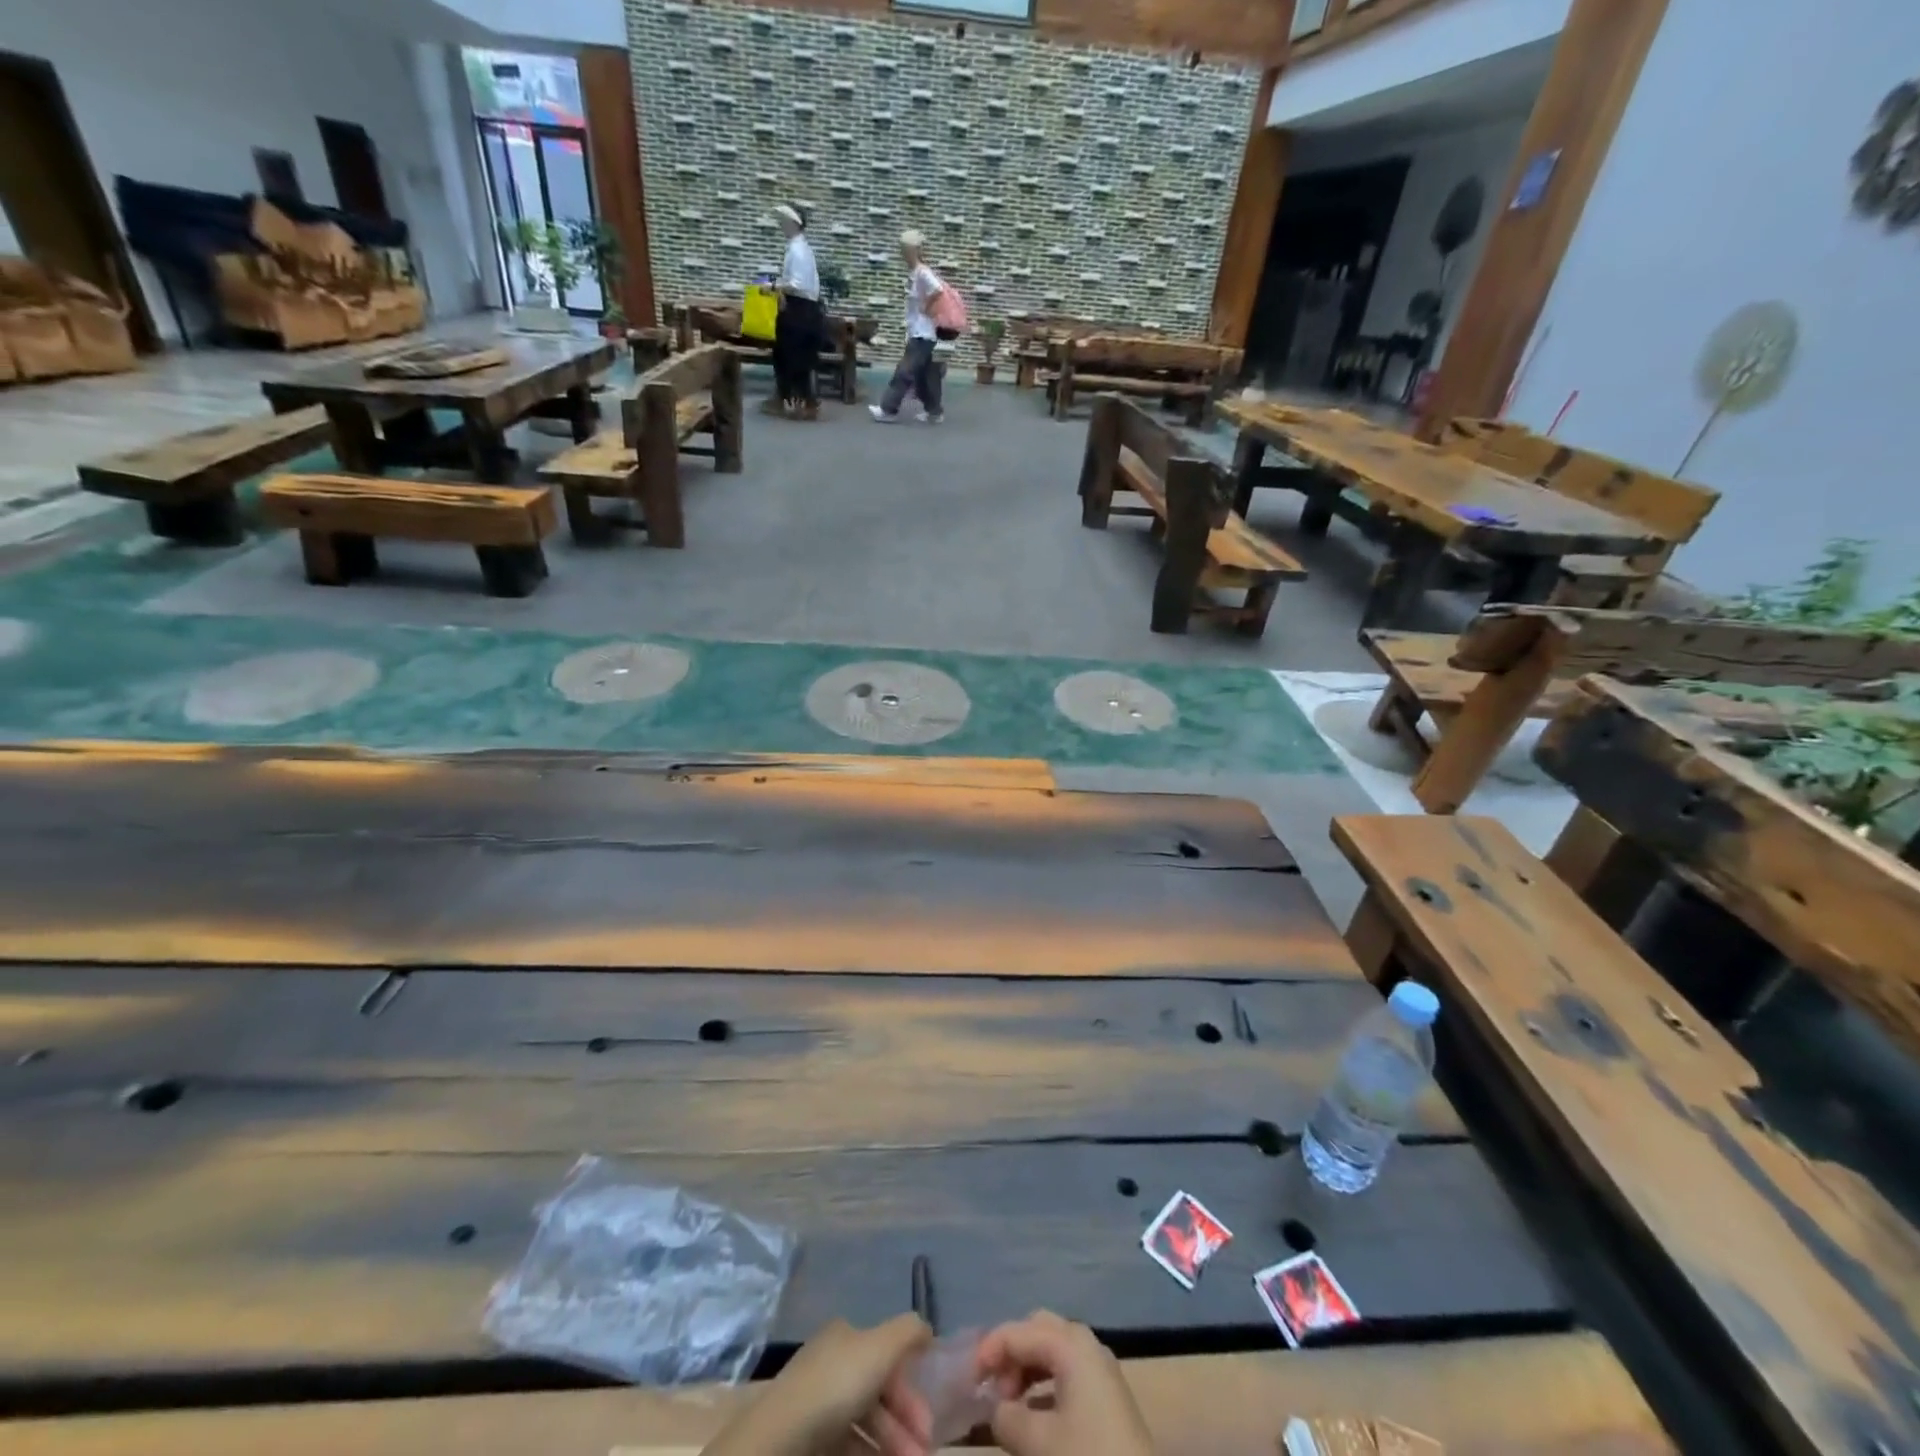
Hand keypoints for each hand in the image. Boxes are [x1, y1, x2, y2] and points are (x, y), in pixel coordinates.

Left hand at [700, 1314, 932, 1455]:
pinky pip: (846, 1447)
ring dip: (891, 1446)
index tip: (928, 1426)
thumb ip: (908, 1332)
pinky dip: (868, 1455)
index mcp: (844, 1337)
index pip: (885, 1357)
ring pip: (863, 1425)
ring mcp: (815, 1406)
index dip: (910, 1390)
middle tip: (922, 1454)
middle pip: (877, 1394)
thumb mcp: (881, 1345)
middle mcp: (830, 1364)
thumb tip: (926, 1331)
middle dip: (904, 1426)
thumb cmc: (836, 1387)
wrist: (780, 1443)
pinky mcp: (806, 1443)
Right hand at [978, 1312, 1154, 1455]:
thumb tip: (997, 1409)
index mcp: (1069, 1343)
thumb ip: (1007, 1419)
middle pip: (1036, 1330)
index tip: (966, 1382)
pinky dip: (1043, 1385)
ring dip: (1026, 1370)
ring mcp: (1098, 1367)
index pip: (1016, 1332)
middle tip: (991, 1389)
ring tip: (1008, 1406)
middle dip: (1010, 1354)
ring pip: (1051, 1350)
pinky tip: (1033, 1416)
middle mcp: (1084, 1343)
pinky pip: (1065, 1371)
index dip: (987, 1352)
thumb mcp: (1039, 1444)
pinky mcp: (1106, 1393)